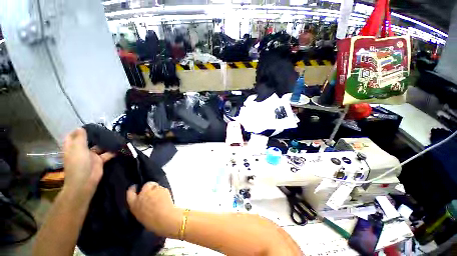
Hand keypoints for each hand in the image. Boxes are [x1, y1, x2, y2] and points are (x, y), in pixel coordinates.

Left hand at [63, 128, 114, 197]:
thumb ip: (80, 138)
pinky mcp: (100, 161)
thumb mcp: (78, 149)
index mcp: (73, 147)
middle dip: (95, 136)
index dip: (79, 131)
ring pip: (99, 147)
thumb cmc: (78, 164)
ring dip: (106, 143)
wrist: (85, 181)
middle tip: (106, 129)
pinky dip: (113, 151)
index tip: (88, 126)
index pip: (73, 136)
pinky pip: (107, 154)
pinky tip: (120, 147)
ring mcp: (91, 156)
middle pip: (88, 141)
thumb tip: (81, 128)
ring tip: (115, 136)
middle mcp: (81, 151)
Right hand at [127, 182, 181, 236]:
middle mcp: (142, 195)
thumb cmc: (152, 222)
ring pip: (156, 186)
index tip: (135, 187)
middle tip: (153, 193)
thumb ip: (140, 208)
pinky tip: (165, 199)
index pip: (130, 192)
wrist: (164, 218)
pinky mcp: (163, 189)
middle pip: (146, 185)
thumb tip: (144, 205)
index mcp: (134, 204)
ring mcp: (153, 190)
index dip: (133, 189)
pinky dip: (163, 192)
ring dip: (157, 190)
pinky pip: (163, 189)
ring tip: (160, 198)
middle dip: (150, 187)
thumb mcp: (141, 216)